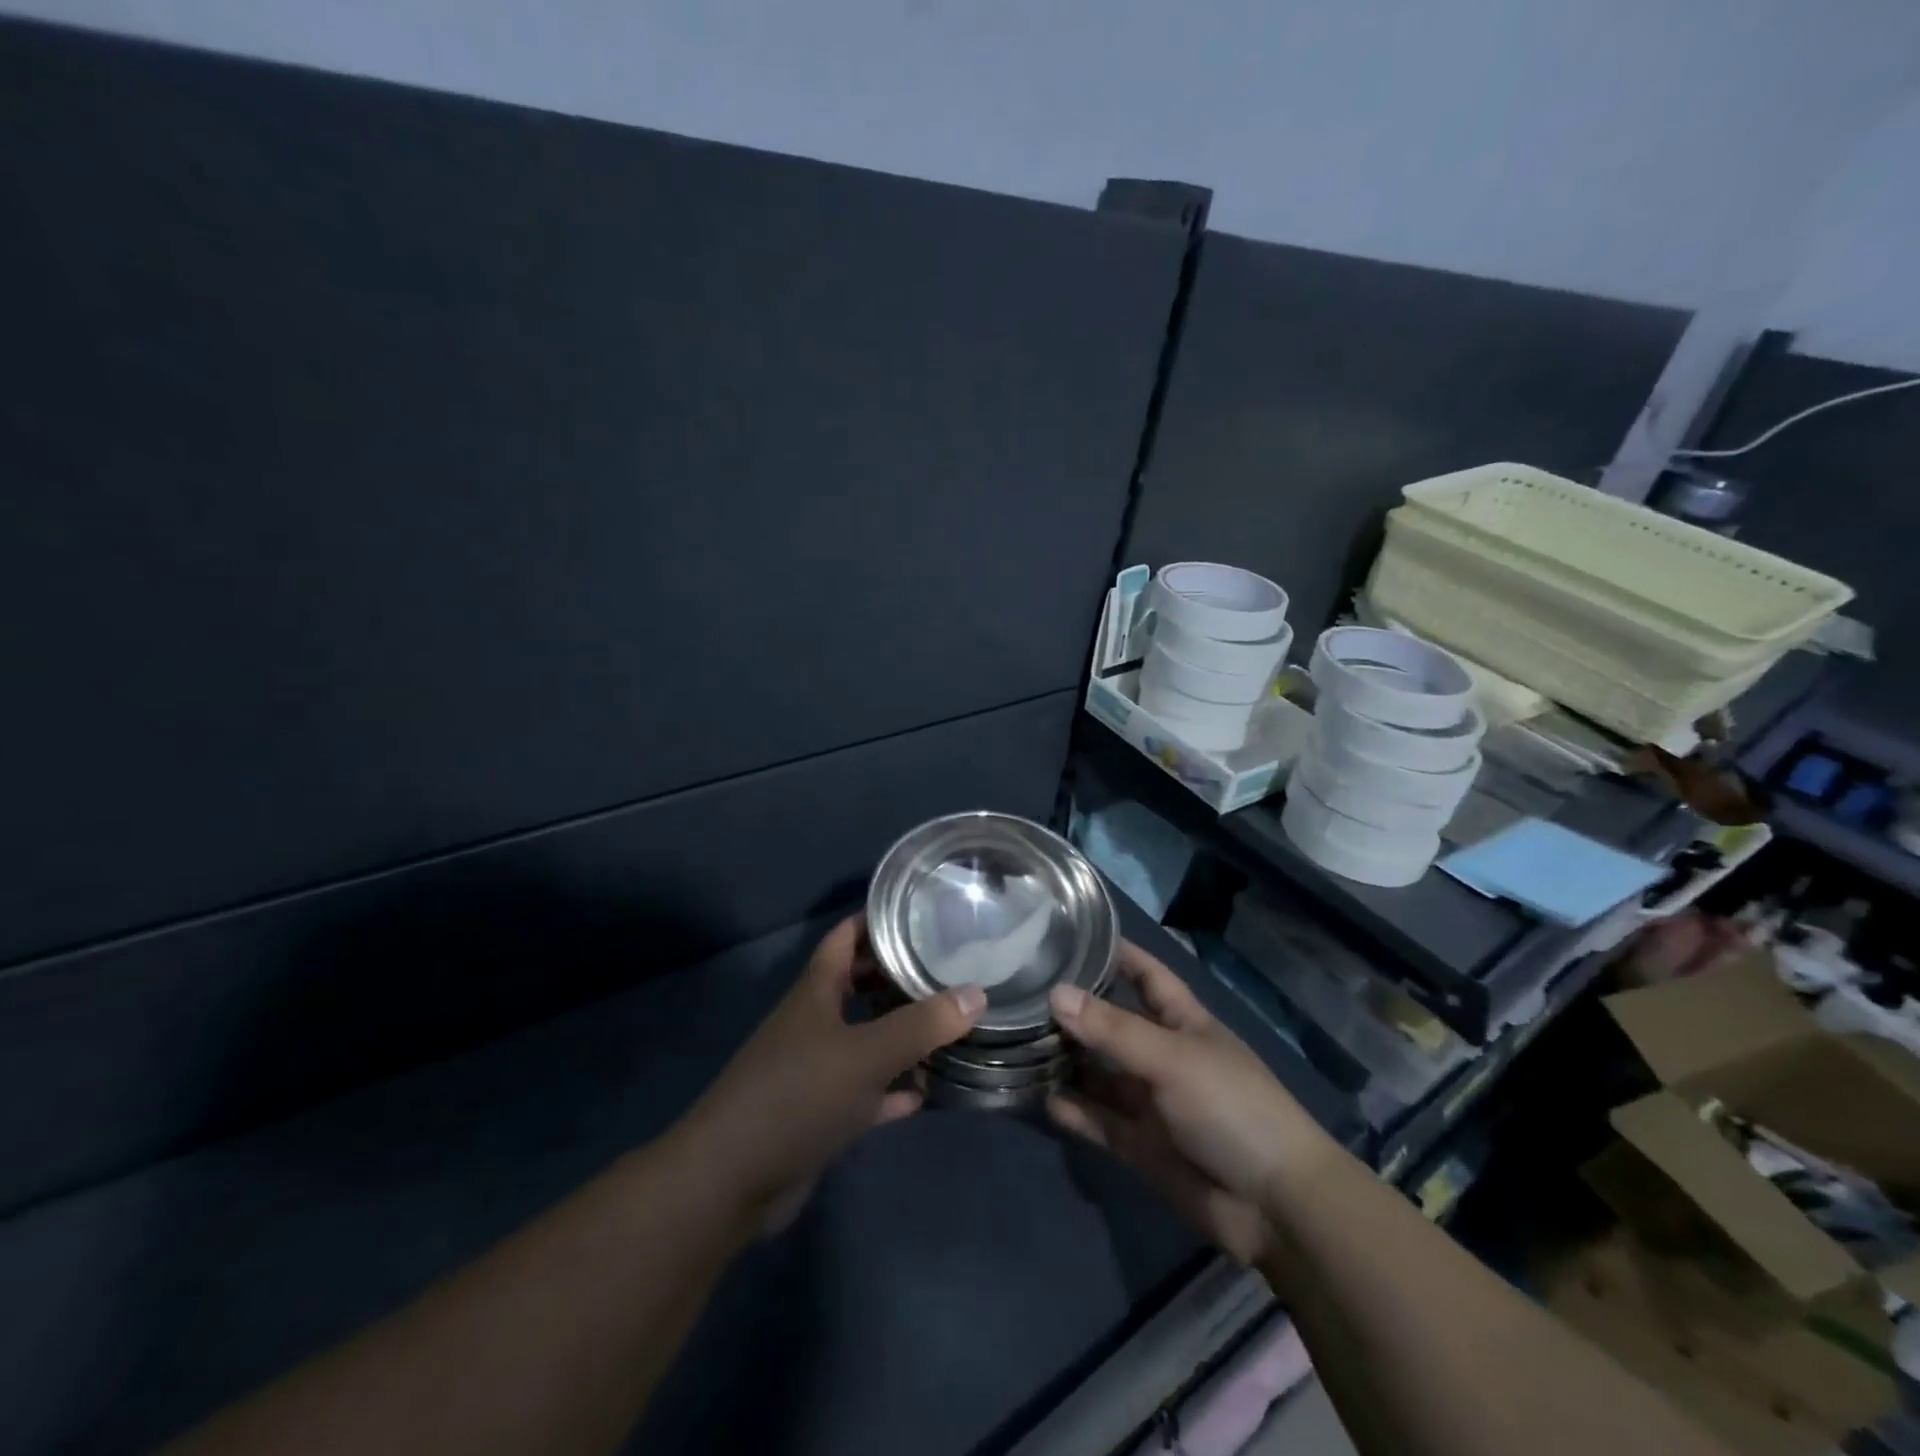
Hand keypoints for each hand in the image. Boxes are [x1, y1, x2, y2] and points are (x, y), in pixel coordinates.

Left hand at [676, 914, 984, 1226]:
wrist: (732, 1180)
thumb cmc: (798, 1095)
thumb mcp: (866, 1054)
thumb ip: (921, 1024)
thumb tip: (976, 993)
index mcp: (816, 991)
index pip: (847, 936)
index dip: (878, 919)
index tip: (922, 911)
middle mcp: (815, 1021)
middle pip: (859, 984)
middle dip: (898, 975)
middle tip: (948, 968)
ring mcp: (815, 1068)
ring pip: (865, 1037)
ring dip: (900, 1034)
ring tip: (948, 1025)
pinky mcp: (820, 1112)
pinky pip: (865, 1090)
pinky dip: (891, 1088)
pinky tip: (924, 1091)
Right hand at [1047, 941, 1337, 1264]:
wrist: (1274, 1206)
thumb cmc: (1231, 1107)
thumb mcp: (1171, 1058)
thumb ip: (1112, 1029)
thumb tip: (1055, 993)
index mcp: (1183, 1022)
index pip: (1147, 975)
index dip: (1118, 954)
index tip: (1073, 934)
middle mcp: (1163, 1056)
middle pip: (1113, 1024)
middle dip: (1076, 1010)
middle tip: (1024, 991)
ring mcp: (1151, 1102)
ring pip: (1100, 1073)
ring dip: (1067, 1061)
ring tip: (1018, 1041)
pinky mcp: (1140, 1145)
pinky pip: (1098, 1120)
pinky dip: (1073, 1110)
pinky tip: (1040, 1096)